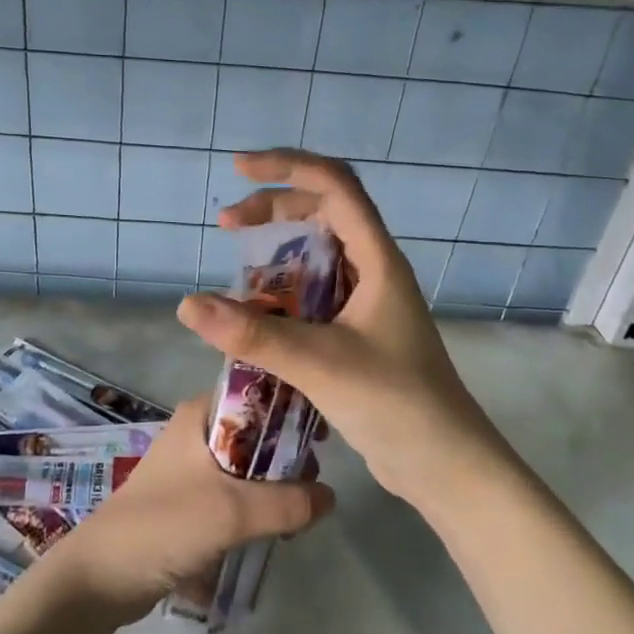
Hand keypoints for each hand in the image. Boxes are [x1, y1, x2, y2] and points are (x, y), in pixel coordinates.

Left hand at [42, 396, 334, 622]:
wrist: (102, 575)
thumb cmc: (165, 525)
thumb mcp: (233, 511)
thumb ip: (288, 502)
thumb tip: (331, 496)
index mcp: (202, 413)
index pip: (258, 391)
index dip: (293, 409)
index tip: (323, 437)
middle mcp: (198, 430)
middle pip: (258, 430)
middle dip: (288, 457)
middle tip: (313, 489)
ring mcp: (193, 465)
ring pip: (250, 464)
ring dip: (276, 487)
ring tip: (298, 517)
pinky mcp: (192, 497)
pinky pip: (237, 491)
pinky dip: (258, 505)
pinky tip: (276, 530)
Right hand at [176, 149, 504, 505]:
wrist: (445, 465)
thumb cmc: (396, 403)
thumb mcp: (321, 364)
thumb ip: (255, 334)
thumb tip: (188, 305)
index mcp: (378, 260)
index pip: (335, 186)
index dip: (288, 167)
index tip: (239, 170)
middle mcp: (374, 270)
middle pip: (324, 211)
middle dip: (274, 207)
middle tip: (227, 224)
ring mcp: (368, 301)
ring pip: (319, 253)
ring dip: (278, 249)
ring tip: (237, 268)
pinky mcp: (359, 331)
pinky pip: (316, 292)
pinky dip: (284, 289)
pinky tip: (258, 312)